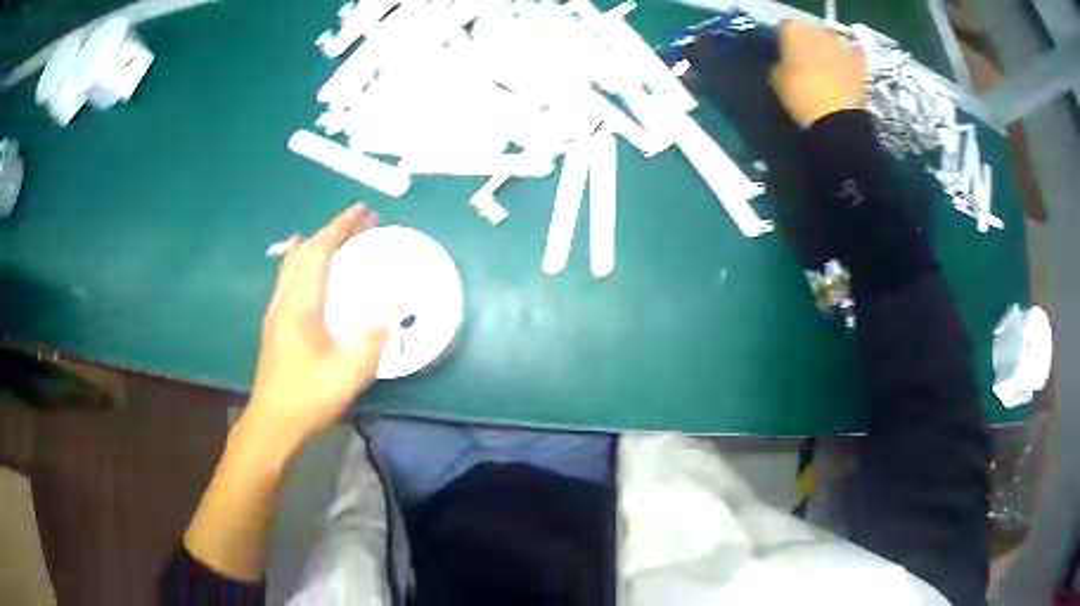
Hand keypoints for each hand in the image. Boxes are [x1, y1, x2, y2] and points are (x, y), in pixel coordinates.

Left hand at [245, 204, 388, 445]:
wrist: (273, 422)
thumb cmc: (308, 396)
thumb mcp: (348, 373)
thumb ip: (373, 344)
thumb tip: (390, 323)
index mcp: (301, 304)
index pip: (320, 251)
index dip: (342, 227)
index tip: (364, 210)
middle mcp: (285, 300)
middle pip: (306, 252)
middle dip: (334, 232)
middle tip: (362, 224)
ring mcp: (277, 312)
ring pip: (294, 264)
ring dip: (318, 246)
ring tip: (339, 239)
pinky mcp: (276, 326)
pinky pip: (290, 280)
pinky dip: (305, 263)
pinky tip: (310, 273)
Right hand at [770, 20, 866, 127]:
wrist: (836, 119)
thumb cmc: (800, 96)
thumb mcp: (775, 80)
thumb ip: (778, 64)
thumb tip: (782, 63)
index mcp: (794, 29)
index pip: (784, 28)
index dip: (784, 42)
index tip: (783, 55)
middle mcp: (818, 30)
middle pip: (811, 33)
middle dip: (808, 44)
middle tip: (805, 64)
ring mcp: (842, 45)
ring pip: (832, 43)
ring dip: (829, 52)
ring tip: (827, 72)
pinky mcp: (860, 62)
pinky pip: (854, 56)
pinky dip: (850, 61)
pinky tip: (847, 71)